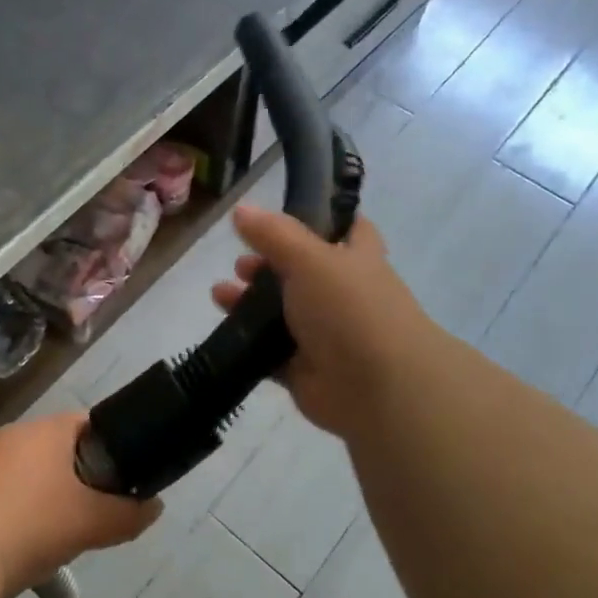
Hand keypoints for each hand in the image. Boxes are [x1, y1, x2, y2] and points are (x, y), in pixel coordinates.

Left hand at [0, 412, 160, 595]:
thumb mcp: (90, 523)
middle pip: (55, 448)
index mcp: (44, 431)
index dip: (110, 444)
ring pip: (24, 473)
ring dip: (42, 496)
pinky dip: (12, 513)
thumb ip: (128, 514)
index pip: (86, 422)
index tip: (122, 475)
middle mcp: (9, 436)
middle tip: (92, 511)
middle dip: (76, 476)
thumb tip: (154, 507)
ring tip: (55, 535)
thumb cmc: (29, 525)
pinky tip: (16, 546)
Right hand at [211, 204, 433, 438]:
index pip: (345, 229)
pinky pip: (270, 352)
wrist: (379, 389)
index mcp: (356, 260)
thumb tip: (241, 209)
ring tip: (219, 294)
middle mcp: (343, 295)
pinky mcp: (305, 370)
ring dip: (250, 302)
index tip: (284, 213)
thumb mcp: (310, 258)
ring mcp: (325, 335)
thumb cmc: (350, 309)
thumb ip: (274, 234)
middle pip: (301, 273)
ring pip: (281, 313)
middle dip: (267, 265)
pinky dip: (248, 343)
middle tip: (239, 263)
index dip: (320, 218)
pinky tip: (224, 331)